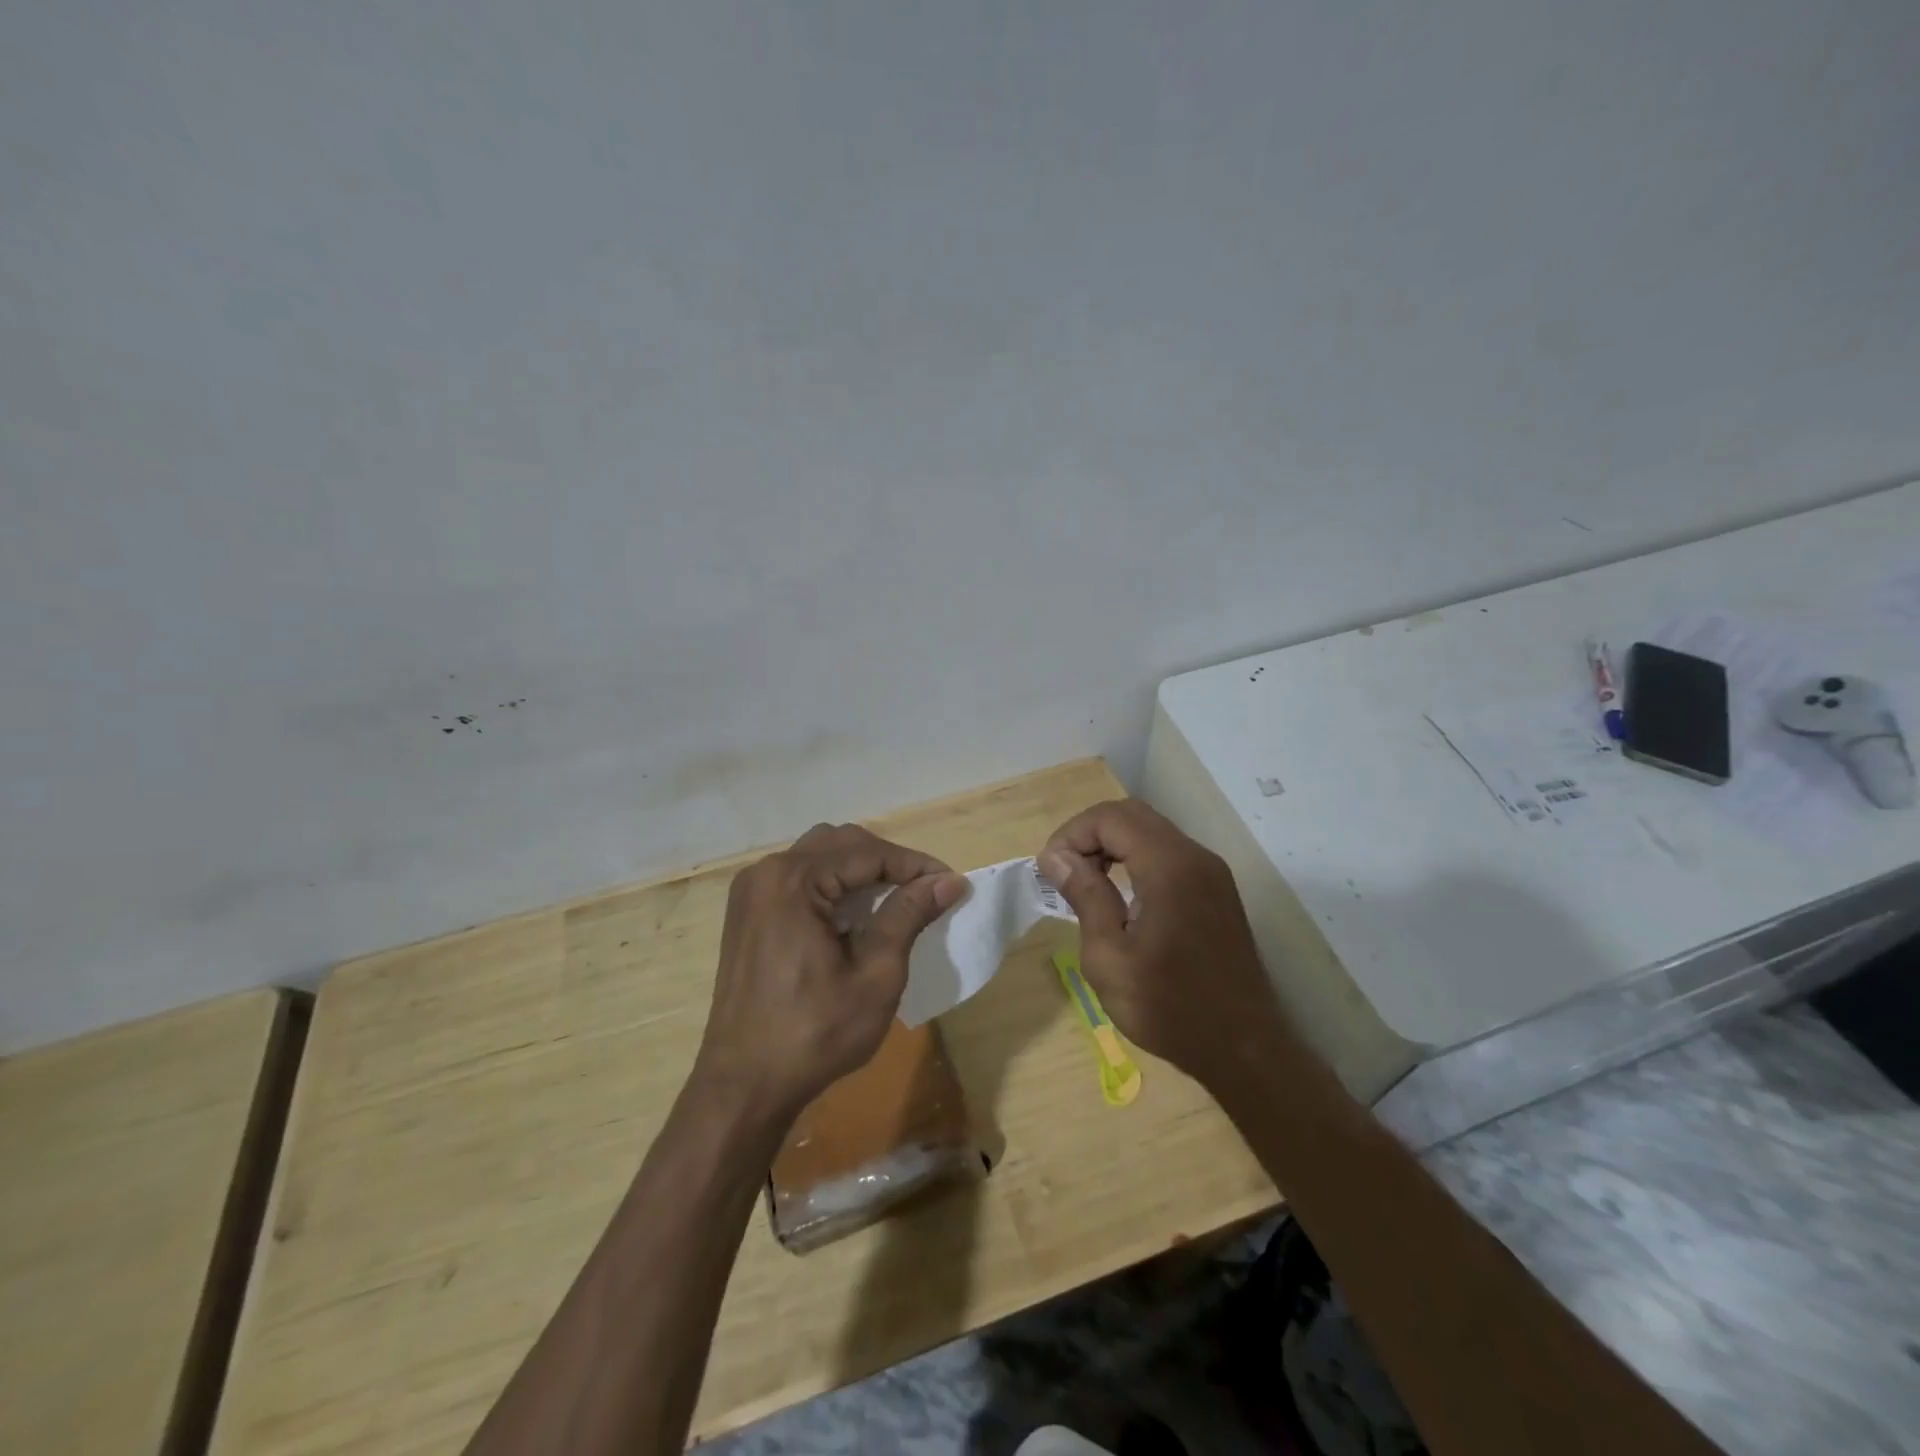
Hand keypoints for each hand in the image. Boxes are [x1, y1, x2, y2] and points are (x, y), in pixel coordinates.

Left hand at [696, 822, 965, 1118]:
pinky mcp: (748, 912)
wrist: (744, 1085)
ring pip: (820, 856)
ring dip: (861, 869)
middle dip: (889, 862)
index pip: (867, 852)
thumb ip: (908, 916)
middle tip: (927, 891)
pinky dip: (834, 884)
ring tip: (896, 899)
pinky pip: (800, 877)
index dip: (915, 865)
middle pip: (842, 844)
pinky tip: (856, 914)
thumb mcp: (875, 976)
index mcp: (793, 881)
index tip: (952, 884)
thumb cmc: (814, 1034)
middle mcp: (767, 872)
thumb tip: (949, 881)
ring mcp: (752, 891)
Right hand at [1039, 800, 1291, 1085]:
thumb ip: (1085, 896)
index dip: (1072, 834)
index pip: (1110, 817)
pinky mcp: (1216, 891)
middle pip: (1132, 815)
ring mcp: (1211, 873)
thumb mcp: (1109, 957)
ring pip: (1152, 831)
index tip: (1050, 871)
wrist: (1244, 1050)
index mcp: (1169, 867)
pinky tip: (1120, 896)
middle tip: (1064, 872)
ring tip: (1086, 883)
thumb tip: (1056, 856)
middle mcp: (1195, 857)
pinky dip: (1136, 859)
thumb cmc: (1169, 1007)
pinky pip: (1169, 854)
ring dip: (1112, 845)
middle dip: (1090, 834)